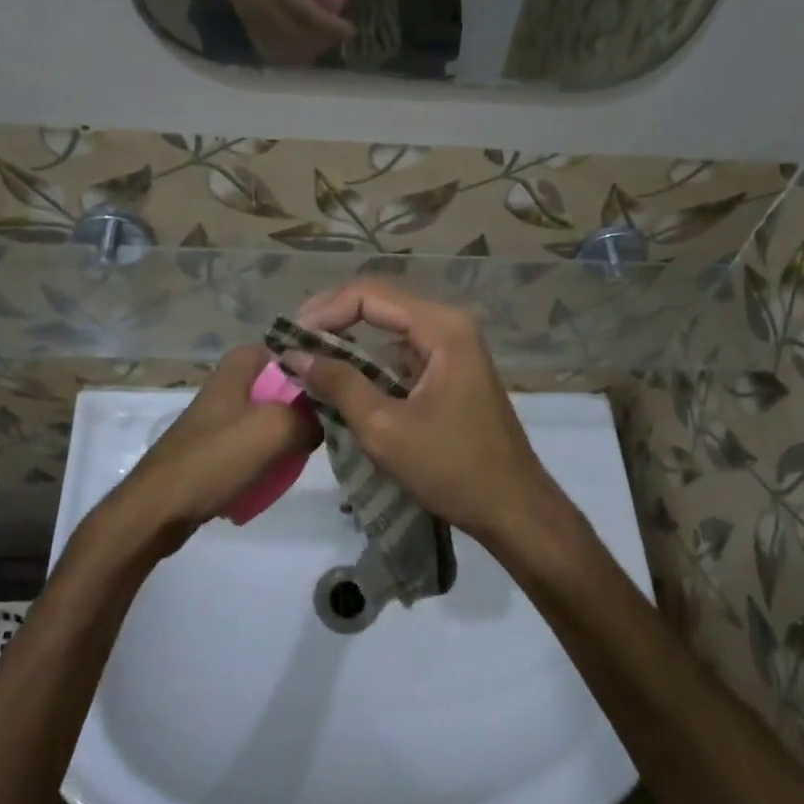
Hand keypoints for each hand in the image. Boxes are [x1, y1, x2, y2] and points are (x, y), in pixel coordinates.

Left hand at [113, 344, 322, 555]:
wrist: (158, 510)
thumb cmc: (213, 460)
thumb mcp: (274, 430)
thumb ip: (312, 417)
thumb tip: (330, 420)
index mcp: (243, 363)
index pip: (299, 348)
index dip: (325, 364)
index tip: (351, 386)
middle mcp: (235, 380)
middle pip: (291, 383)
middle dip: (315, 402)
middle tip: (342, 423)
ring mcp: (228, 413)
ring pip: (279, 414)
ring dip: (297, 431)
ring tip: (320, 449)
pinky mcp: (223, 443)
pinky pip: (263, 440)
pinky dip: (277, 453)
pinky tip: (289, 468)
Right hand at [193, 0, 353, 65]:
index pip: (301, 7)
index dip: (326, 24)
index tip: (349, 29)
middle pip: (291, 32)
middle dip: (319, 40)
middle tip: (343, 36)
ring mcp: (244, 6)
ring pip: (277, 41)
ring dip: (304, 48)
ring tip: (327, 42)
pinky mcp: (240, 12)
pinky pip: (263, 40)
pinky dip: (285, 49)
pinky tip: (302, 49)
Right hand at [283, 281, 567, 552]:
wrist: (513, 509)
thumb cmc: (452, 468)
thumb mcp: (385, 428)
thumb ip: (339, 384)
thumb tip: (295, 354)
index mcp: (442, 327)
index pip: (369, 294)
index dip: (324, 310)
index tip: (290, 338)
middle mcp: (450, 325)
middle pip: (380, 304)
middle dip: (333, 321)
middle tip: (293, 346)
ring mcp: (454, 348)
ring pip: (389, 329)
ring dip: (349, 342)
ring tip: (309, 363)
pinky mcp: (450, 371)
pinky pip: (402, 353)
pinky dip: (370, 363)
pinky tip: (343, 381)